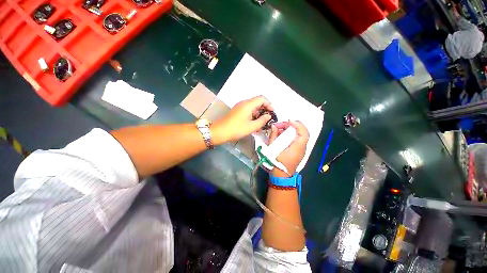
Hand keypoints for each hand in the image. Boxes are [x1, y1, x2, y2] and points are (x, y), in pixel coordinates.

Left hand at [212, 96, 273, 142]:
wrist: (220, 131)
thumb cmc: (236, 129)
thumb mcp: (252, 126)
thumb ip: (262, 120)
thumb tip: (268, 116)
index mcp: (248, 104)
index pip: (262, 99)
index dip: (269, 104)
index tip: (272, 112)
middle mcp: (244, 103)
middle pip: (257, 102)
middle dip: (264, 109)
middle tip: (268, 118)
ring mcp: (240, 107)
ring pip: (253, 107)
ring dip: (258, 113)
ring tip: (261, 123)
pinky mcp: (237, 111)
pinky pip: (248, 110)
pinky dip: (253, 115)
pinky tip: (254, 123)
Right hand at [268, 121, 308, 176]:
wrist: (281, 176)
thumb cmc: (276, 162)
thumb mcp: (272, 148)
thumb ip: (274, 136)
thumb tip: (274, 126)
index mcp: (297, 147)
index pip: (304, 132)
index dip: (297, 124)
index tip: (288, 121)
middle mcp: (302, 147)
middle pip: (302, 132)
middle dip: (291, 126)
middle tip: (280, 125)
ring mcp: (301, 149)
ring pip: (299, 135)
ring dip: (290, 130)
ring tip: (279, 129)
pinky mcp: (298, 151)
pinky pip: (296, 140)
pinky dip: (290, 135)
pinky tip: (281, 135)